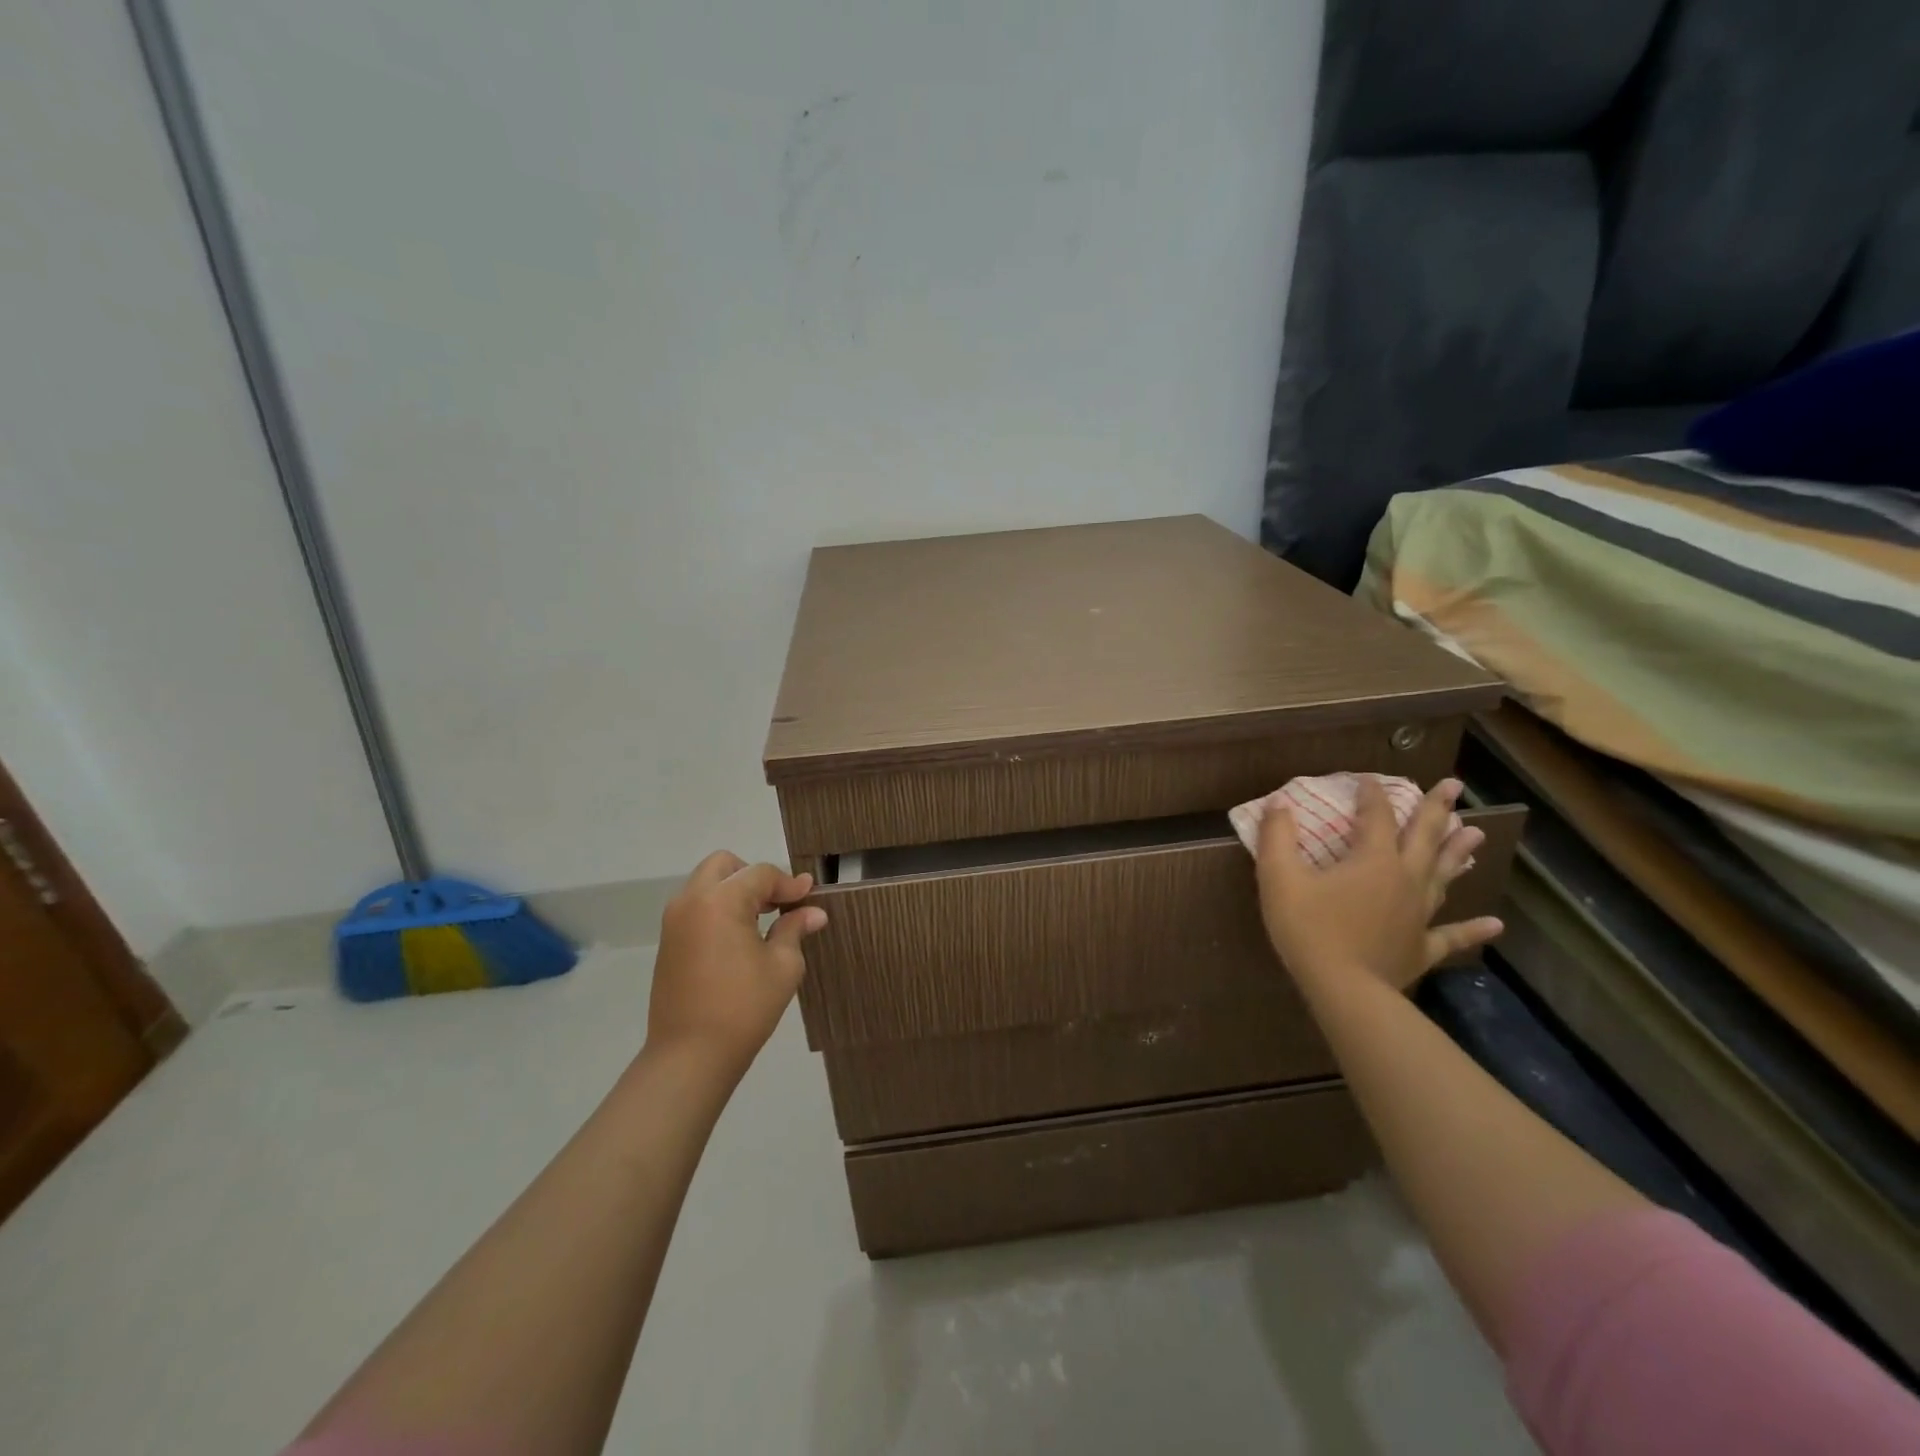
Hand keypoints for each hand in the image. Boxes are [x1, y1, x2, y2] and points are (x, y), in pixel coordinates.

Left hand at [646, 852, 827, 1075]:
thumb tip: (813, 913)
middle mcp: (691, 901)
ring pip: (707, 883)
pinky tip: (740, 937)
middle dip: (755, 876)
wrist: (689, 1056)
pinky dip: (719, 908)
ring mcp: (674, 921)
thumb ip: (794, 929)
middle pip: (725, 865)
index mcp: (720, 901)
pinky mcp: (668, 942)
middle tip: (778, 903)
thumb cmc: (743, 1008)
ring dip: (735, 891)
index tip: (810, 896)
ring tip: (762, 920)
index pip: (761, 874)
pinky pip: (696, 907)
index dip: (789, 883)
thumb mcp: (782, 966)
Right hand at [1255, 776, 1502, 994]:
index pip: (1376, 816)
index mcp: (1373, 859)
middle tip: (1454, 786)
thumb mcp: (1279, 878)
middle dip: (1437, 809)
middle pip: (1424, 837)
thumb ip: (1277, 837)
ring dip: (1457, 852)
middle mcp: (1405, 879)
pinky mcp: (1422, 946)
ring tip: (1475, 833)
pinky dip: (1473, 929)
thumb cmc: (1309, 929)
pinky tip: (1495, 925)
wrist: (1344, 989)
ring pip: (1443, 875)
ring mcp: (1419, 913)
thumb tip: (1278, 802)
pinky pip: (1451, 935)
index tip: (1368, 778)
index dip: (1372, 794)